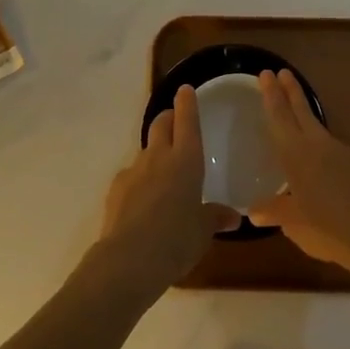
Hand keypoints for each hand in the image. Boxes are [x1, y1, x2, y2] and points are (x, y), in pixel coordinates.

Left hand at [97, 85, 238, 295]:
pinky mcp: (116, 188)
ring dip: (154, 153)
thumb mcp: (203, 231)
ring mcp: (134, 170)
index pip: (187, 121)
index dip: (187, 104)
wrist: (129, 259)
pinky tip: (143, 201)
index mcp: (186, 160)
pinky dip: (139, 180)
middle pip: (161, 124)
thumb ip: (215, 218)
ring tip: (162, 173)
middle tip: (174, 121)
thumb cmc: (177, 239)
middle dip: (168, 118)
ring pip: (145, 150)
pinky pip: (131, 175)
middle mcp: (159, 157)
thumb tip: (233, 217)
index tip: (185, 90)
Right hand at [248, 70, 349, 278]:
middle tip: (281, 71)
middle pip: (301, 111)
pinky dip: (321, 145)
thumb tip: (254, 211)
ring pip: (318, 127)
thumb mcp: (295, 224)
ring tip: (297, 111)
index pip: (279, 117)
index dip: (271, 95)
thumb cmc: (328, 228)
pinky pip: (333, 147)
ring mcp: (341, 152)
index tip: (266, 74)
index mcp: (295, 155)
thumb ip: (275, 212)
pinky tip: (321, 160)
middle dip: (290, 91)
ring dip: (305, 114)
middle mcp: (317, 145)